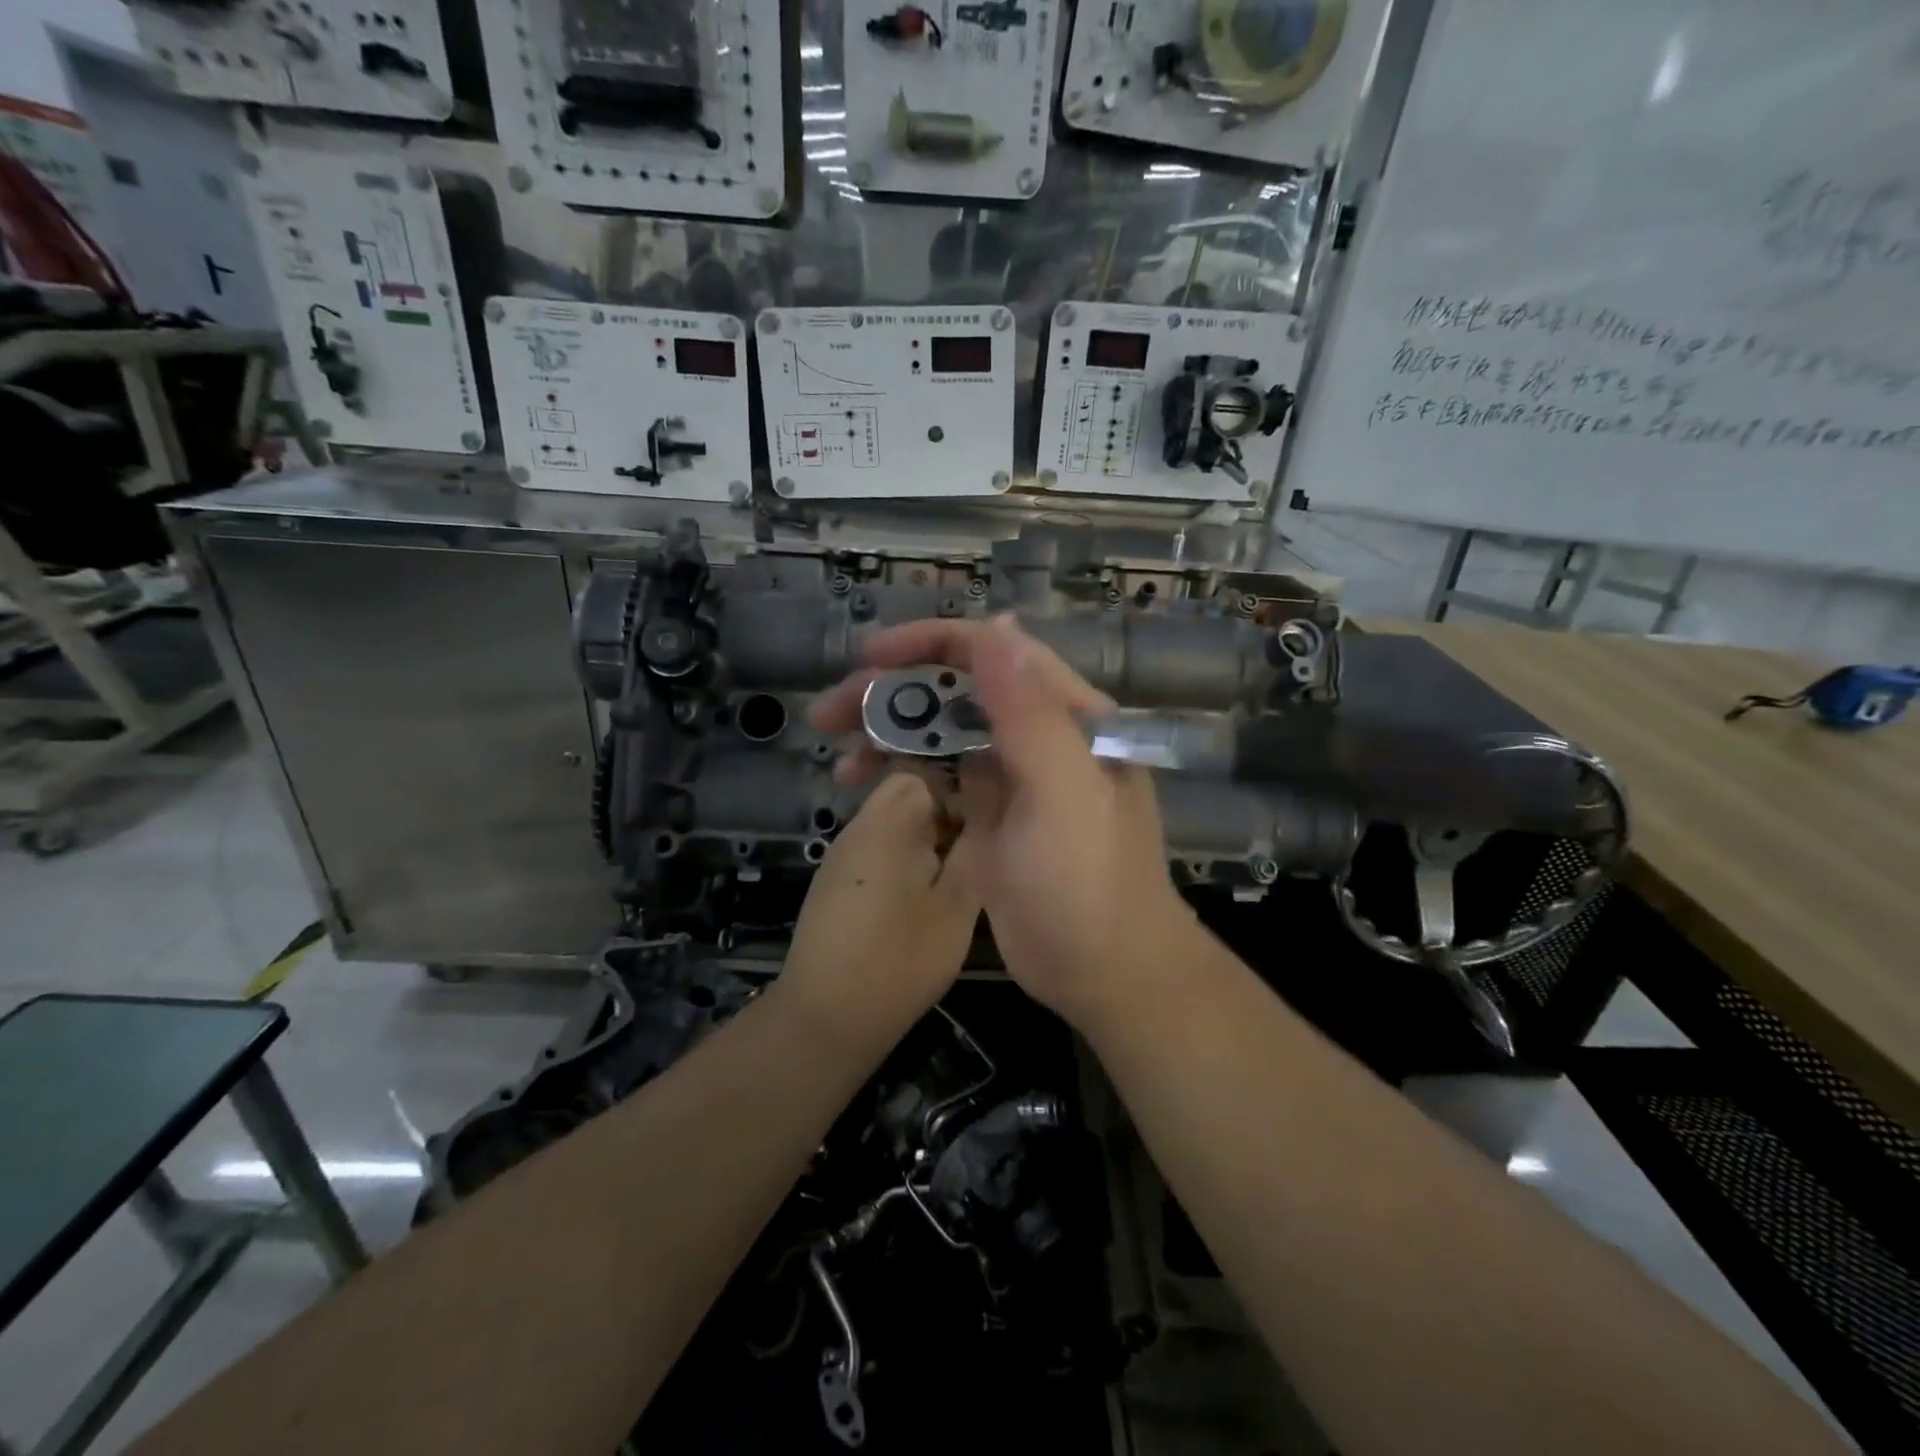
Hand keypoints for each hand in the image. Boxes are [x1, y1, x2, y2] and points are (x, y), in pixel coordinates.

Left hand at [781, 772, 982, 1043]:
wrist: (826, 1019)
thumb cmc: (899, 959)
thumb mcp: (957, 905)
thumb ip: (976, 846)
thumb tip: (989, 804)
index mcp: (888, 821)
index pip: (925, 770)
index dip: (961, 788)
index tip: (987, 822)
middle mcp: (858, 827)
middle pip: (908, 794)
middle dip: (946, 814)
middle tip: (976, 851)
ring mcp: (842, 855)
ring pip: (895, 823)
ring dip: (927, 839)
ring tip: (956, 875)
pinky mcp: (836, 882)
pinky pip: (879, 850)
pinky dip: (905, 860)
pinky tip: (923, 898)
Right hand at [809, 617, 1195, 1030]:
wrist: (1104, 971)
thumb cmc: (1089, 881)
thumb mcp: (1063, 792)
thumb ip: (1030, 711)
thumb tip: (998, 627)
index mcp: (1066, 716)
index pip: (992, 653)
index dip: (928, 644)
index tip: (868, 658)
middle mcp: (1038, 736)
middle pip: (956, 691)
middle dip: (890, 694)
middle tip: (828, 714)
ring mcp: (1011, 777)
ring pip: (941, 734)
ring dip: (887, 734)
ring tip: (838, 757)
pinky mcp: (989, 816)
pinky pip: (938, 777)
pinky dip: (901, 772)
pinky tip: (862, 782)